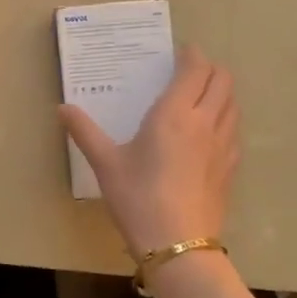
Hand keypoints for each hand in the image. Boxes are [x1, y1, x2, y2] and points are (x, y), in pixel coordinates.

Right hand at [59, 45, 239, 258]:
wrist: (179, 246)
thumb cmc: (138, 198)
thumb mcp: (105, 163)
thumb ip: (85, 132)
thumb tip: (62, 108)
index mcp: (176, 113)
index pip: (196, 69)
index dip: (191, 54)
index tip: (179, 51)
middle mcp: (205, 122)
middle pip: (222, 80)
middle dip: (209, 68)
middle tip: (189, 70)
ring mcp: (224, 146)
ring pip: (233, 104)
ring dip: (221, 91)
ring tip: (200, 96)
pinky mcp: (231, 168)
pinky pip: (234, 130)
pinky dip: (226, 118)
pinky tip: (209, 133)